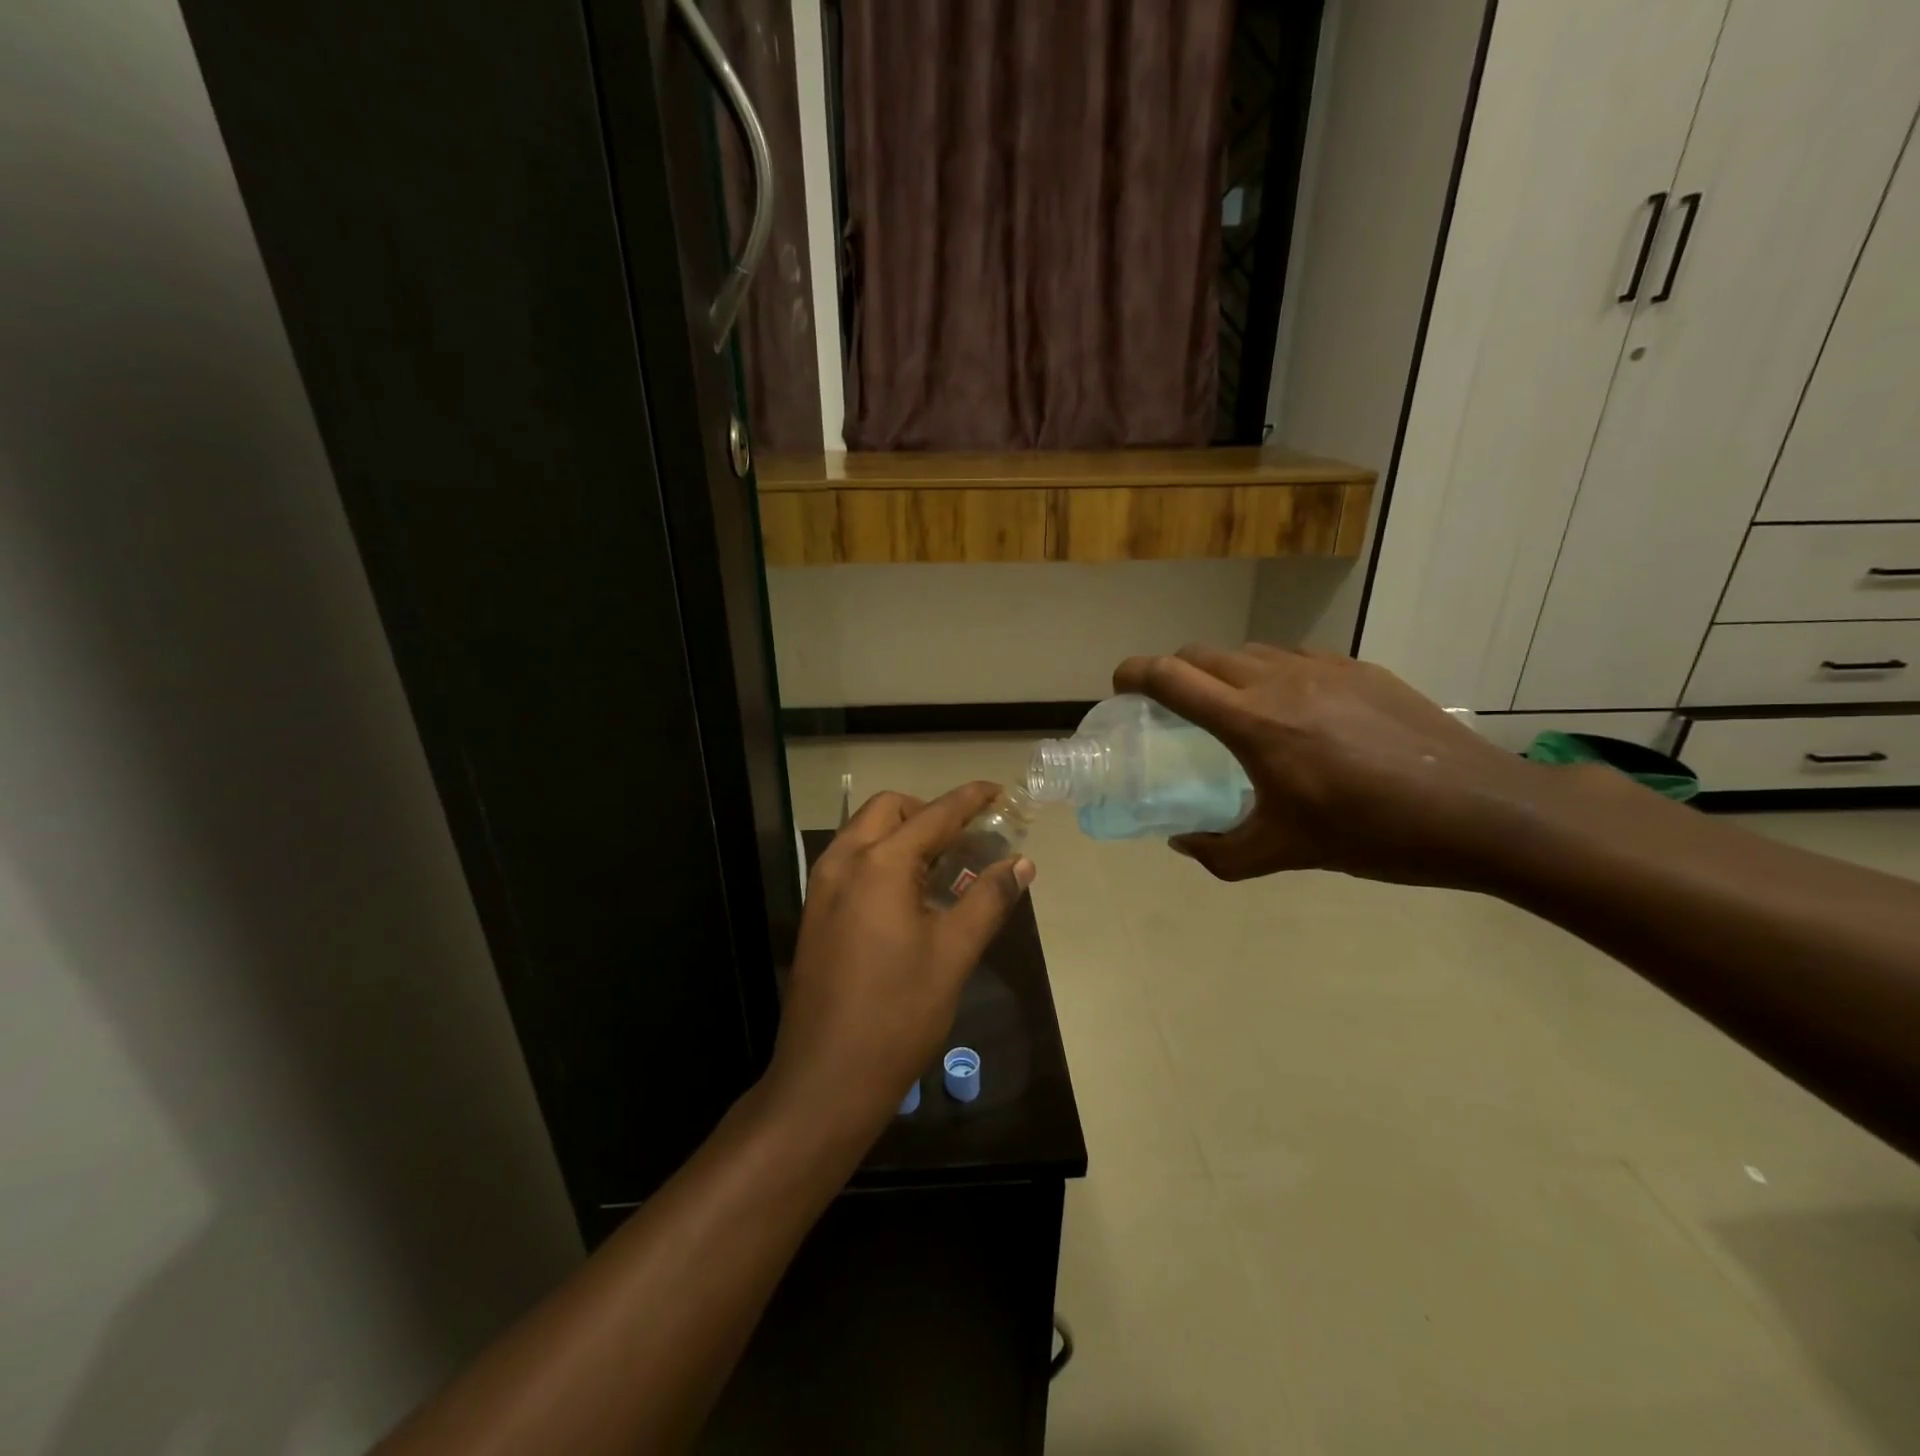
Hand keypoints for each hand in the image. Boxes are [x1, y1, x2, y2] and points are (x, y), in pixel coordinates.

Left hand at [763, 782, 1035, 1139]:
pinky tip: (909, 895)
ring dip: (904, 833)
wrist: (826, 1079)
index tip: (998, 791)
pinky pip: (852, 861)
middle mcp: (844, 862)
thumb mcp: (953, 954)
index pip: (934, 815)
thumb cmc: (898, 1014)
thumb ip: (988, 899)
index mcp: (879, 864)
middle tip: (966, 840)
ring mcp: (822, 887)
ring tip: (942, 865)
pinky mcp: (815, 912)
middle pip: (889, 809)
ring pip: (865, 832)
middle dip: (929, 812)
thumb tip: (1021, 863)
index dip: (970, 800)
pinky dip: (883, 857)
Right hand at [1114, 644, 1537, 886]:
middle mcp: (1280, 680)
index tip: (1120, 687)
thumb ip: (1221, 852)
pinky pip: (1296, 656)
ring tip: (1234, 709)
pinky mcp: (1361, 669)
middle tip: (1172, 705)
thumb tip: (1182, 843)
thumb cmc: (1371, 832)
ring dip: (1224, 671)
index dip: (1135, 674)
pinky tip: (1295, 709)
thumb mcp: (1285, 853)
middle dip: (1174, 671)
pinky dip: (1273, 672)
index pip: (1171, 677)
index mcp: (1252, 722)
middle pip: (1203, 653)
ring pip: (1250, 650)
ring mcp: (1324, 668)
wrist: (1479, 809)